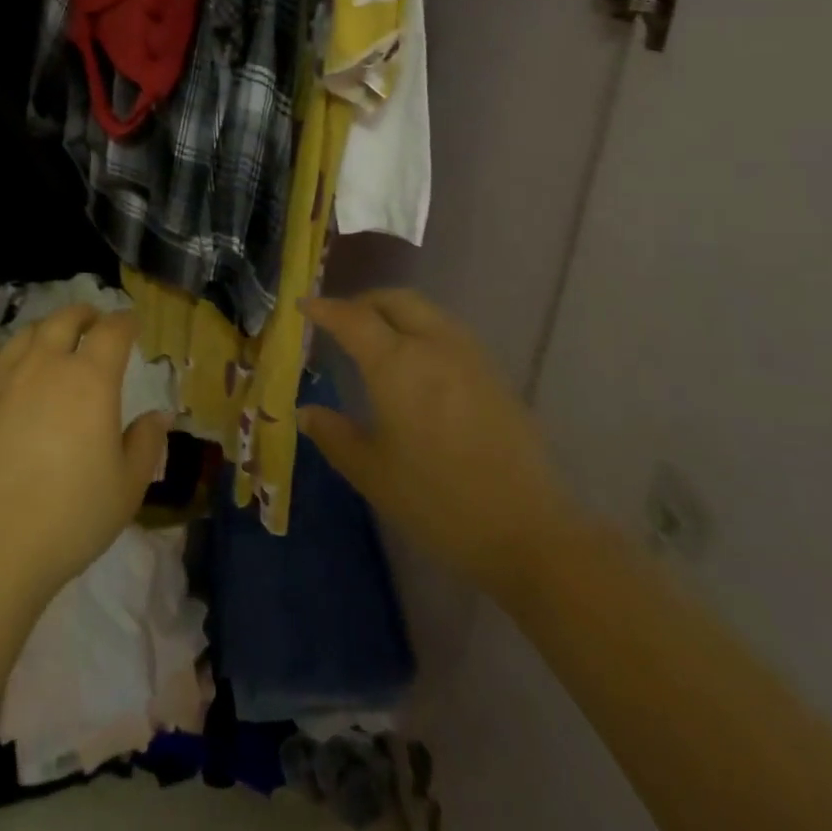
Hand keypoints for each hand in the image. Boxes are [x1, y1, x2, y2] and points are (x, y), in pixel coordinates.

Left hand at [0, 305, 169, 606]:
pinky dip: (3, 354)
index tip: (132, 324)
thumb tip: (158, 415)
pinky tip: (7, 364)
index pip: (112, 331)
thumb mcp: (128, 485)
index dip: (125, 322)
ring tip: (52, 339)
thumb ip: (146, 443)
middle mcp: (46, 366)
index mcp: (90, 379)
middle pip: (65, 320)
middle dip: (84, 314)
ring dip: (45, 330)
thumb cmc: (73, 516)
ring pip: (25, 335)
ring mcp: (3, 381)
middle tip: (93, 321)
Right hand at [299, 290, 577, 595]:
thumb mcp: (371, 472)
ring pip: (425, 310)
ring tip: (375, 339)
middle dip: (362, 302)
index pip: (352, 318)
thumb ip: (334, 435)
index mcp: (396, 363)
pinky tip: (415, 364)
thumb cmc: (437, 500)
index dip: (324, 308)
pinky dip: (420, 330)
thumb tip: (306, 412)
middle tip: (339, 321)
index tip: (303, 305)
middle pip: (394, 299)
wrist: (528, 531)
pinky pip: (447, 331)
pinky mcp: (493, 374)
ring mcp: (469, 356)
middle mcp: (433, 345)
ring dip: (394, 312)